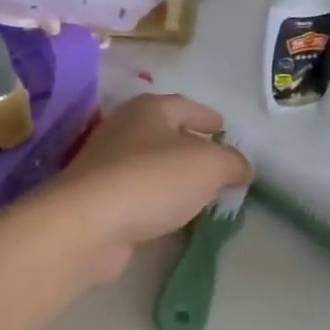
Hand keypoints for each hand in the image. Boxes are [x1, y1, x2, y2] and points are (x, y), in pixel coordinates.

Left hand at [33, 94, 250, 282]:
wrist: (88, 224)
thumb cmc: (152, 180)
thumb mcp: (209, 166)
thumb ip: (232, 163)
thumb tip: (241, 168)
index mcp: (149, 110)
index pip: (184, 105)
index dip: (206, 116)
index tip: (223, 128)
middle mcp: (123, 130)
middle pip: (164, 133)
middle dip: (190, 145)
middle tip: (216, 161)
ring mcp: (106, 166)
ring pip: (149, 165)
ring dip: (173, 175)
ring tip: (199, 190)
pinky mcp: (98, 201)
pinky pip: (138, 194)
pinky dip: (157, 199)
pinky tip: (171, 213)